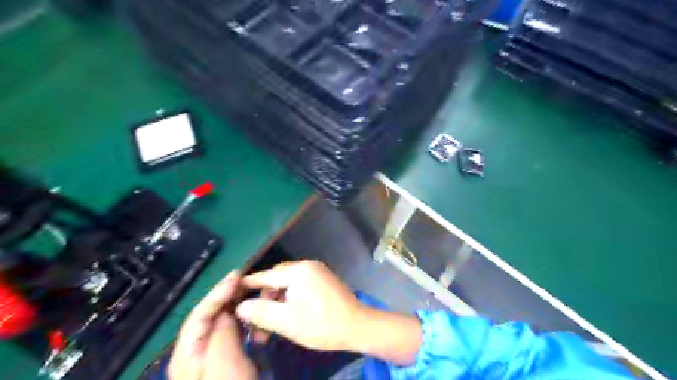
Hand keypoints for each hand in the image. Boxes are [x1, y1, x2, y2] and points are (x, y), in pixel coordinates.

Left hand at [167, 271, 256, 379]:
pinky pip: (234, 333)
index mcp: (187, 355)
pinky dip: (245, 321)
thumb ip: (221, 334)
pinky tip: (255, 316)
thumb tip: (226, 311)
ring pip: (223, 323)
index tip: (237, 276)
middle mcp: (196, 353)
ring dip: (237, 305)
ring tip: (252, 292)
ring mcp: (213, 357)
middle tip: (246, 280)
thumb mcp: (224, 367)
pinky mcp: (228, 360)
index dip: (217, 293)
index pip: (199, 315)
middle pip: (209, 316)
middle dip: (226, 296)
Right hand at [236, 259, 420, 363]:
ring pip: (288, 285)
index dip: (247, 285)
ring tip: (270, 325)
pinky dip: (290, 299)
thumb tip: (240, 306)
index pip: (266, 276)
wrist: (358, 326)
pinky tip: (287, 316)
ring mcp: (317, 272)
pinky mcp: (324, 281)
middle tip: (255, 321)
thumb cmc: (321, 324)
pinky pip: (300, 286)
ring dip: (277, 302)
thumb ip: (260, 312)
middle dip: (264, 300)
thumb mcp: (286, 321)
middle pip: (276, 280)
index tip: (231, 293)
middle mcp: (307, 266)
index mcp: (298, 271)